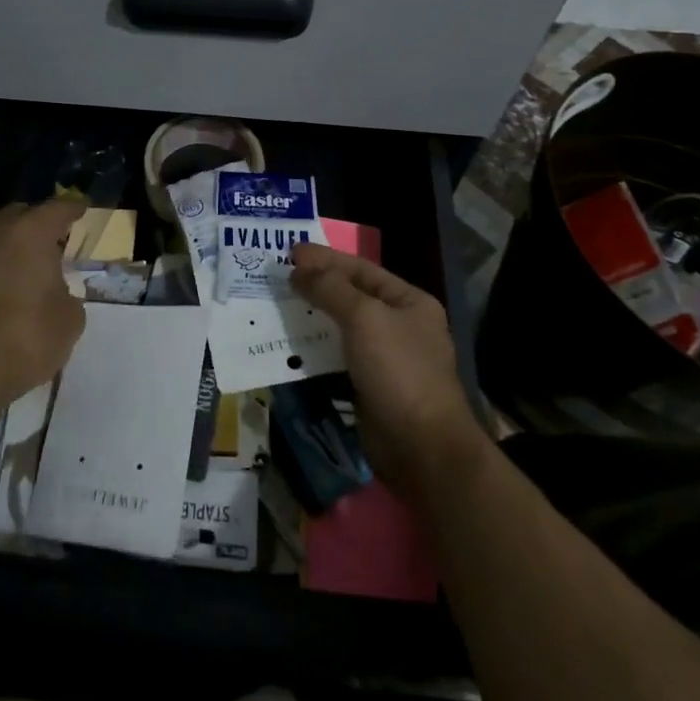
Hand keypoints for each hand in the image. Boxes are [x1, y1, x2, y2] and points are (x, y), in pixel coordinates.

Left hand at [0, 199, 87, 410]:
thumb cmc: (25, 340)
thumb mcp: (70, 320)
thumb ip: (66, 294)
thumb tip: (55, 292)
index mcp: (31, 232)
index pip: (58, 208)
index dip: (73, 208)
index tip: (81, 209)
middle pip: (19, 213)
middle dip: (35, 223)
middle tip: (46, 242)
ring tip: (7, 255)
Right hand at [290, 243, 488, 499]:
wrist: (421, 448)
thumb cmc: (399, 371)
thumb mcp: (365, 318)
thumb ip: (331, 289)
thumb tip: (298, 270)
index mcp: (409, 301)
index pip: (361, 269)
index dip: (325, 258)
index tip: (290, 252)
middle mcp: (399, 325)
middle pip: (351, 296)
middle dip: (316, 285)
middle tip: (279, 276)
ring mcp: (385, 358)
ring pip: (341, 327)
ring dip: (311, 317)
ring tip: (277, 305)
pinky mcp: (368, 386)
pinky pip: (336, 357)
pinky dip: (313, 348)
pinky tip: (289, 342)